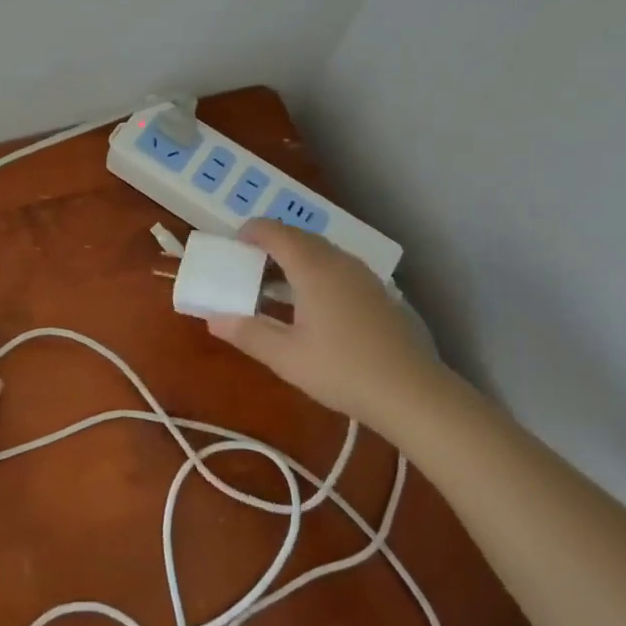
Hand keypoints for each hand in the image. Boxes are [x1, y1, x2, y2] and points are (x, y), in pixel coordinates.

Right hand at [205, 220, 449, 429]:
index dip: (249, 233)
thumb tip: (213, 318)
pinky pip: (335, 266)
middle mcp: (337, 261)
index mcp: (312, 267)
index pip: (274, 232)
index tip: (230, 247)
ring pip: (318, 251)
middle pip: (297, 237)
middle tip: (245, 268)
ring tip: (271, 286)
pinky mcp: (375, 291)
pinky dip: (312, 271)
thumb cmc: (342, 370)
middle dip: (268, 245)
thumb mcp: (286, 357)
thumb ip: (247, 333)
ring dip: (291, 259)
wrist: (412, 393)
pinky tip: (306, 304)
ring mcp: (361, 275)